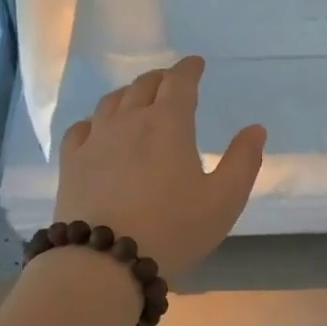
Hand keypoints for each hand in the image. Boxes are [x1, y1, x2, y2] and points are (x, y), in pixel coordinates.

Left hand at [53, 56, 265, 278]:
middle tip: (171, 83)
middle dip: (161, 79)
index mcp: (168, 124)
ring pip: (111, 102)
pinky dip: (96, 120)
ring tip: (137, 99)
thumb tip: (255, 129)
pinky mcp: (71, 163)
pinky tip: (98, 129)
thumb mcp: (224, 200)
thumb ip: (243, 161)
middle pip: (144, 86)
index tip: (196, 63)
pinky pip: (82, 128)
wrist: (105, 261)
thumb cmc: (174, 230)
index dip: (189, 69)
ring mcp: (95, 140)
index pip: (180, 82)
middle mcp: (129, 121)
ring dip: (129, 94)